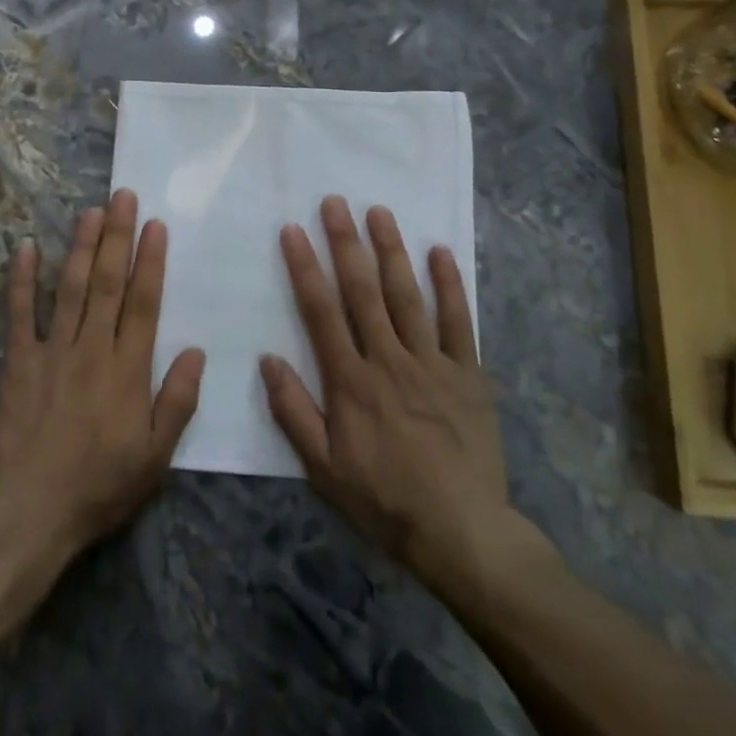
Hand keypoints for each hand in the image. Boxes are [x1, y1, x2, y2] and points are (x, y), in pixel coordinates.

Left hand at [0, 189, 206, 560]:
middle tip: (123, 197)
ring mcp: (53, 351)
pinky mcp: (18, 361)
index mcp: (128, 369)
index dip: (151, 260)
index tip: (156, 225)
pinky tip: (26, 247)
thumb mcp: (156, 456)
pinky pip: (20, 314)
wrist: (32, 512)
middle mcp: (93, 348)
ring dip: (81, 246)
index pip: (144, 302)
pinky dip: (22, 280)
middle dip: (118, 237)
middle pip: (108, 283)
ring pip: (71, 288)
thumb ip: (178, 401)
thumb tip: (197, 351)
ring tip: (91, 211)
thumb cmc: (101, 486)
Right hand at [260, 197, 547, 594]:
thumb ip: (294, 412)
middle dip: (346, 242)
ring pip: (407, 296)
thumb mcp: (324, 469)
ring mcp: (431, 363)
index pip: (321, 311)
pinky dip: (450, 285)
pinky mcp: (468, 374)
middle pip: (363, 291)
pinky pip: (458, 322)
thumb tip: (267, 359)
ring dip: (391, 251)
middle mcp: (388, 359)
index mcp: (351, 380)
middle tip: (334, 201)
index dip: (305, 267)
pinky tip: (441, 252)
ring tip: (379, 212)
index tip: (293, 230)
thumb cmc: (385, 500)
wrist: (463, 534)